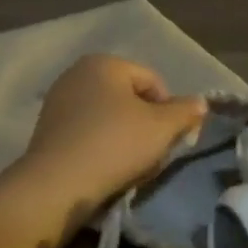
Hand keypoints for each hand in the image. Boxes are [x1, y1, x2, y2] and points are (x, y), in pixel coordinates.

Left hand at [13, 55, 207, 219]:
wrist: (57, 184)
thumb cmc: (115, 145)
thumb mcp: (161, 128)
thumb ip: (185, 112)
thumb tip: (201, 102)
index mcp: (104, 63)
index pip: (153, 81)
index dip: (169, 110)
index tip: (171, 139)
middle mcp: (77, 73)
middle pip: (128, 98)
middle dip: (145, 124)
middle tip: (152, 154)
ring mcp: (58, 100)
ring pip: (107, 116)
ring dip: (124, 137)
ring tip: (129, 165)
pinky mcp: (47, 128)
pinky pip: (86, 131)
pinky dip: (100, 145)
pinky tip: (105, 168)